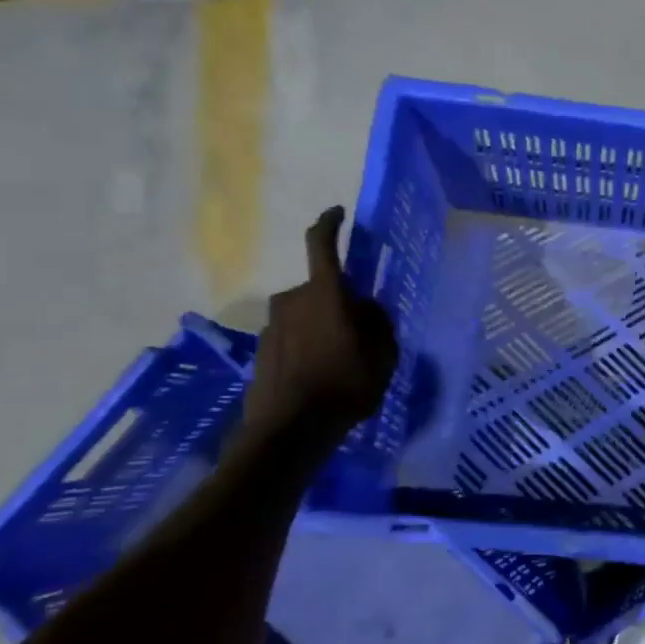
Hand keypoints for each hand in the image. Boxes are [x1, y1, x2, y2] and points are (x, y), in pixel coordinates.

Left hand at [243, 207, 397, 439]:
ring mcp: (273, 325)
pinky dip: (307, 345)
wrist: (289, 430)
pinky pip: (293, 335)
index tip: (338, 213)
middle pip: (322, 289)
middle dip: (341, 301)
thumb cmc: (346, 387)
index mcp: (325, 294)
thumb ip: (379, 324)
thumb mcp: (383, 356)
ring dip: (323, 325)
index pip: (322, 244)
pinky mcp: (262, 349)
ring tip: (342, 361)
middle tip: (362, 332)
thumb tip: (368, 309)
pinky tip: (320, 375)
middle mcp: (293, 300)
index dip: (330, 224)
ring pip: (307, 314)